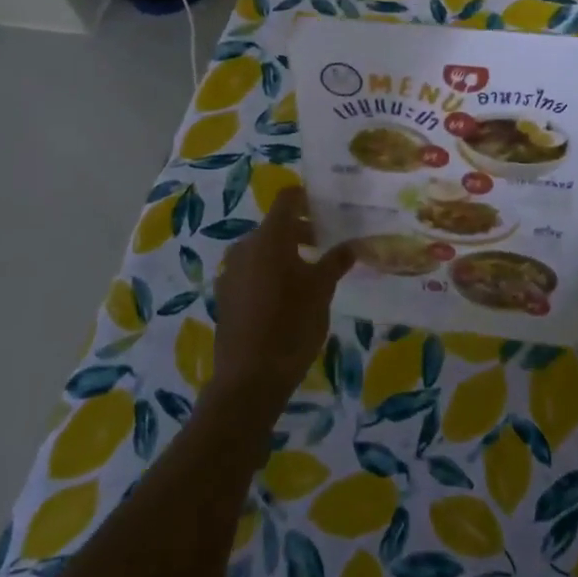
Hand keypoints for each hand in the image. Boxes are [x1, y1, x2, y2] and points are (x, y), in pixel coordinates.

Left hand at [209, 188, 351, 420]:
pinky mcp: (225, 295)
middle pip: (275, 225)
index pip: (287, 199)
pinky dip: (270, 272)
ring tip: (311, 273)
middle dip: (302, 230)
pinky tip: (287, 296)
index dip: (307, 198)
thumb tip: (351, 245)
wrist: (249, 379)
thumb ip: (335, 262)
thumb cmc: (291, 325)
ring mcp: (231, 271)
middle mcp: (245, 247)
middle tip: (328, 244)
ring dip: (286, 253)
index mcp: (269, 237)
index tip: (328, 207)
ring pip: (263, 249)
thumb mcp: (321, 291)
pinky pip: (251, 270)